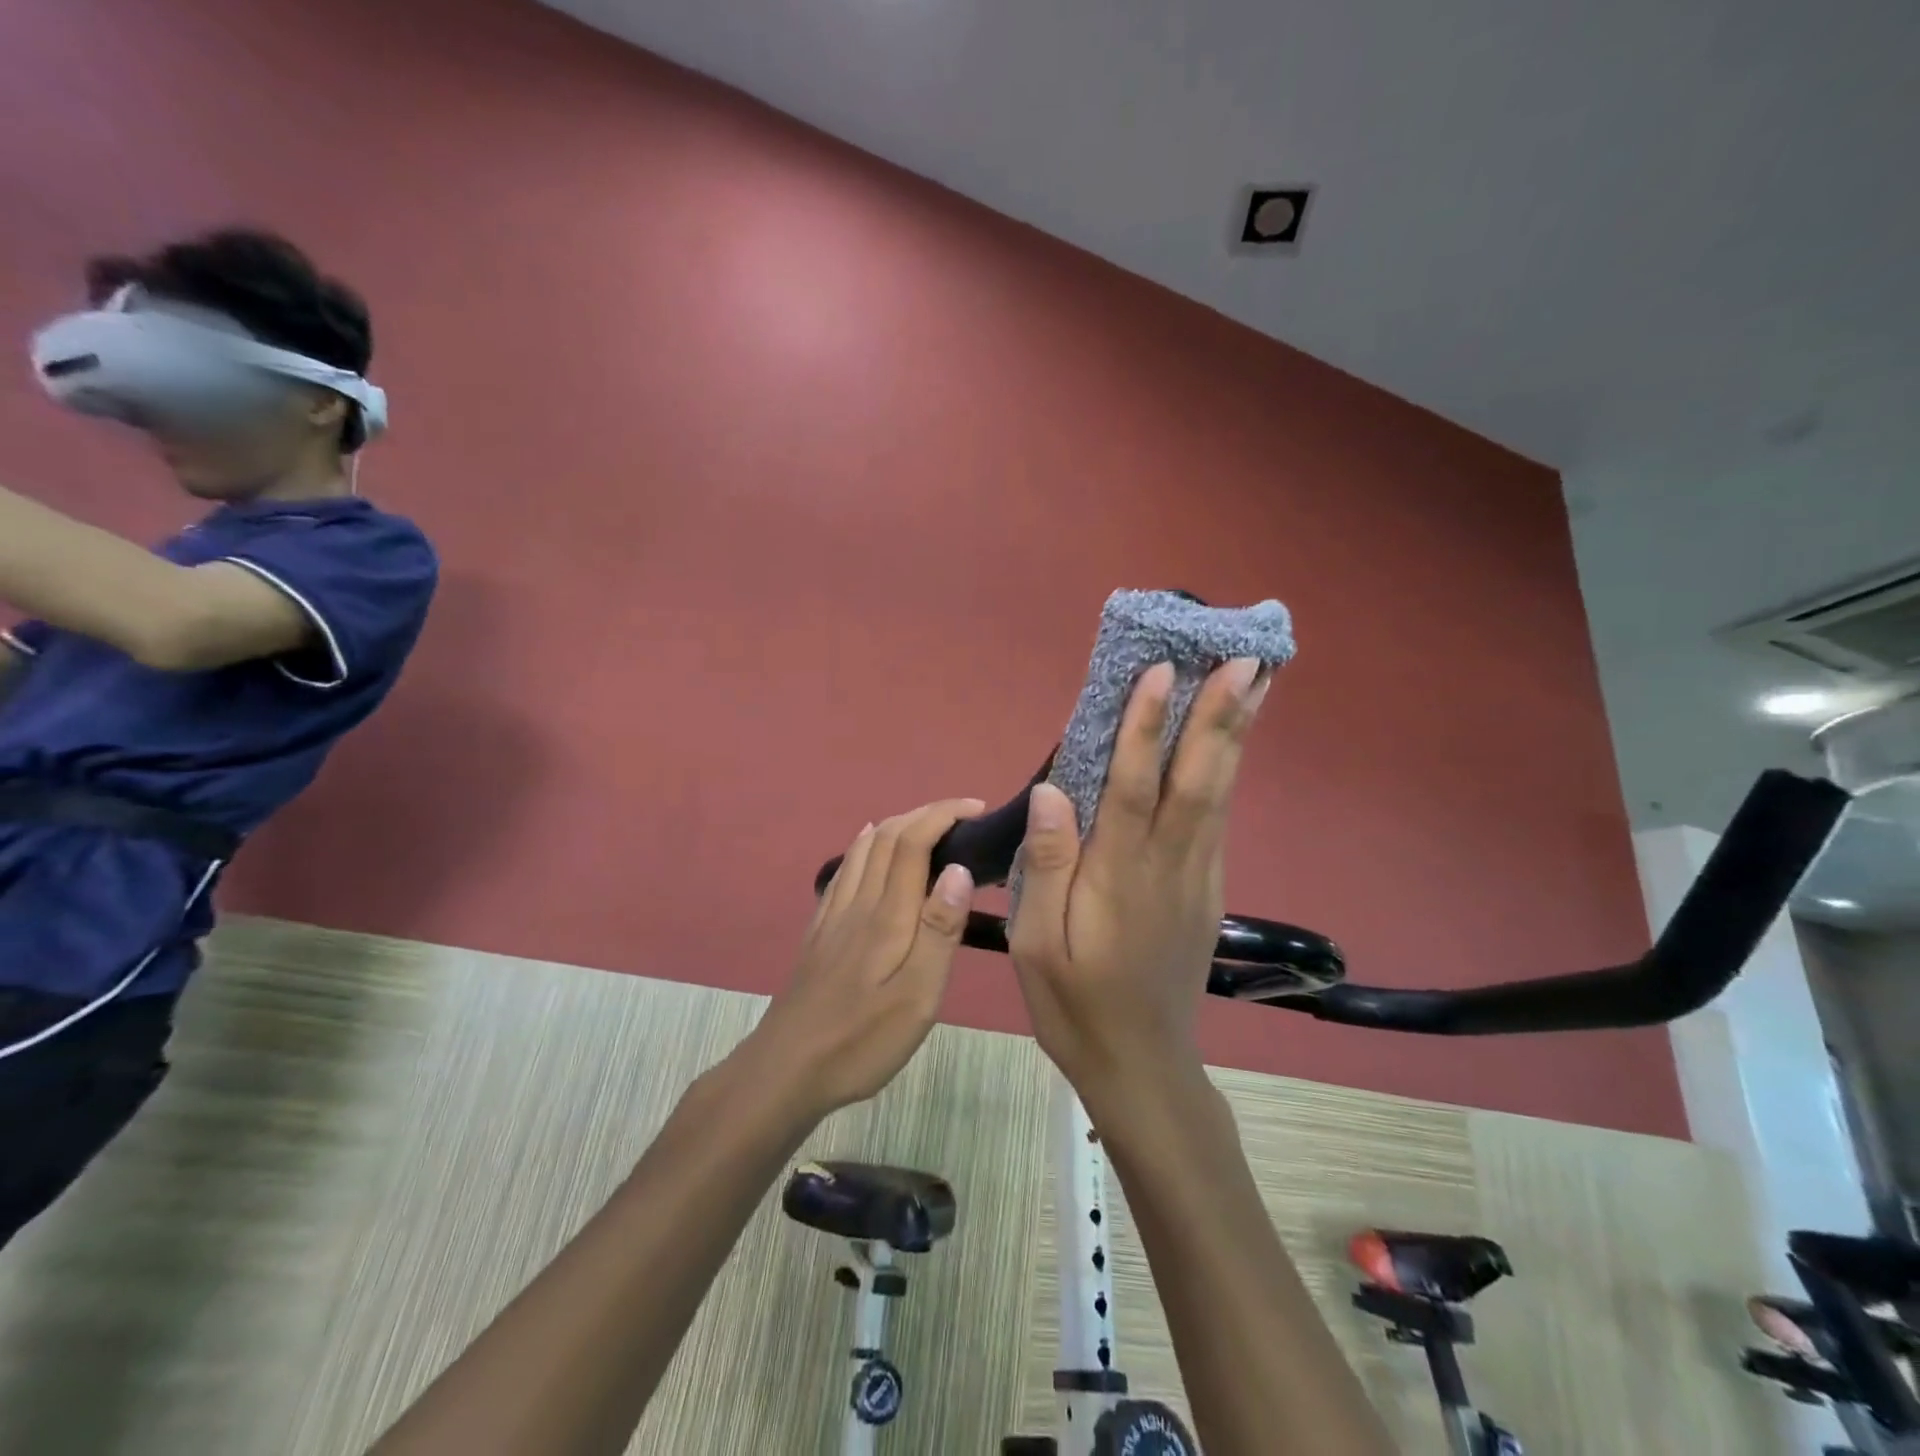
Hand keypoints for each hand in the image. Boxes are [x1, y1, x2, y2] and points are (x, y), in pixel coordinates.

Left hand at [749, 799, 982, 1116]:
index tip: (976, 808)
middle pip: (886, 836)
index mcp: (887, 915)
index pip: (913, 842)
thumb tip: (958, 869)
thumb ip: (939, 930)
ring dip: (896, 824)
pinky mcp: (820, 930)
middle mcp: (858, 902)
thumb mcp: (917, 997)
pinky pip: (844, 869)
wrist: (786, 1069)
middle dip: (924, 813)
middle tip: (962, 814)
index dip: (943, 815)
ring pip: (863, 848)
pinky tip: (867, 847)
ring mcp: (833, 914)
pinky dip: (864, 845)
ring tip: (927, 825)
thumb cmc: (861, 1039)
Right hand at [1008, 658, 1271, 1095]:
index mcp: (1119, 877)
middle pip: (1199, 779)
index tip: (1161, 671)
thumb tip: (1053, 790)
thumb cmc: (1075, 1004)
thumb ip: (1047, 866)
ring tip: (1257, 682)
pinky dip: (1227, 770)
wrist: (1141, 1065)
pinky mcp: (1208, 889)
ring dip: (1236, 734)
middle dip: (1221, 715)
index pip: (1136, 787)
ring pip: (1219, 793)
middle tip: (1248, 656)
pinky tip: (1231, 744)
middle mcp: (1168, 866)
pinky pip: (1218, 818)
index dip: (1147, 727)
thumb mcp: (1036, 945)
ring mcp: (1197, 877)